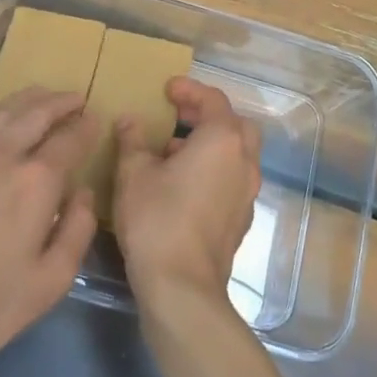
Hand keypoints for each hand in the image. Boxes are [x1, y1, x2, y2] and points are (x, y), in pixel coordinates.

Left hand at [0, 87, 98, 364]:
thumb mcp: (50, 281)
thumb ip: (77, 231)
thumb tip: (85, 194)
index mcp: (36, 181)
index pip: (69, 139)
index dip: (86, 127)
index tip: (95, 119)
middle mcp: (2, 157)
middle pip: (35, 114)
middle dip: (59, 102)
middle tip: (75, 98)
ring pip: (2, 113)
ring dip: (27, 99)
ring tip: (42, 95)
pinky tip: (1, 123)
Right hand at [115, 77, 261, 303]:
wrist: (183, 287)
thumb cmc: (157, 219)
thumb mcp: (134, 173)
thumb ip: (133, 140)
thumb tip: (129, 120)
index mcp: (223, 141)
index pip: (213, 100)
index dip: (190, 89)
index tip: (167, 88)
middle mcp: (244, 162)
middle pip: (235, 124)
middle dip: (207, 114)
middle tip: (178, 114)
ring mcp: (247, 193)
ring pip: (236, 154)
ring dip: (210, 144)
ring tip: (171, 150)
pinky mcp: (241, 219)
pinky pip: (232, 179)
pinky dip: (213, 169)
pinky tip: (182, 184)